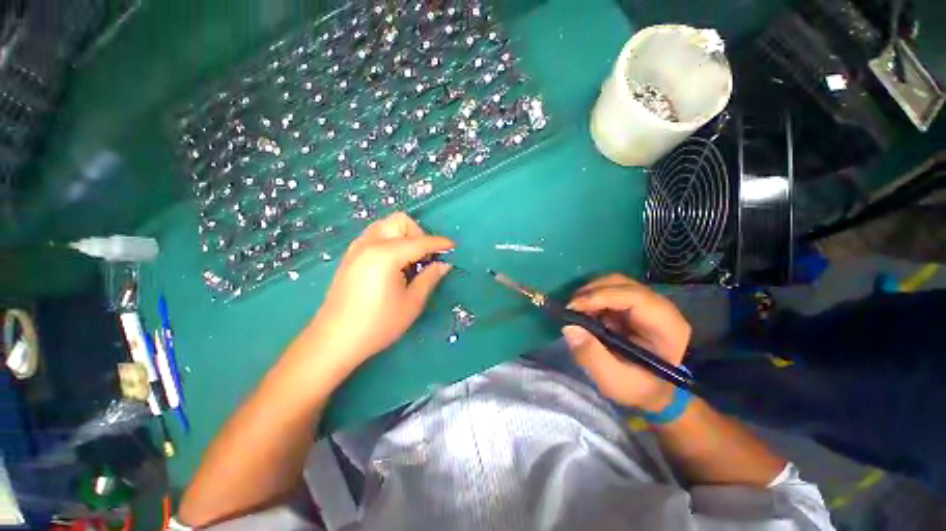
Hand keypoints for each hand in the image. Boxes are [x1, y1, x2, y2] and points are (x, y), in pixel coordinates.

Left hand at [309, 212, 453, 370]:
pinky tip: (393, 265)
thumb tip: (444, 264)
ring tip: (409, 261)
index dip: (440, 244)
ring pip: (386, 226)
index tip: (453, 248)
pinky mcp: (350, 256)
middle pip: (400, 222)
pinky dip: (390, 241)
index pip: (420, 241)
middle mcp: (369, 244)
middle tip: (424, 258)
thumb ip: (430, 278)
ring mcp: (356, 248)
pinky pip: (375, 236)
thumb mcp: (412, 303)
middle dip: (418, 234)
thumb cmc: (378, 324)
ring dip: (403, 237)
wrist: (334, 340)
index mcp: (386, 255)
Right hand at [562, 274, 690, 411]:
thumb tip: (569, 327)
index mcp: (666, 326)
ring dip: (589, 293)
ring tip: (575, 311)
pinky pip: (608, 289)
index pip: (635, 297)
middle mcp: (660, 307)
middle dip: (591, 292)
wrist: (651, 389)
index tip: (573, 308)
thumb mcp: (614, 381)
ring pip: (613, 283)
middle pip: (622, 284)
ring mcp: (646, 302)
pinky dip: (591, 297)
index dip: (601, 296)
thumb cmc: (638, 387)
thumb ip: (592, 357)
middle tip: (570, 309)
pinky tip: (584, 312)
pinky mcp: (633, 302)